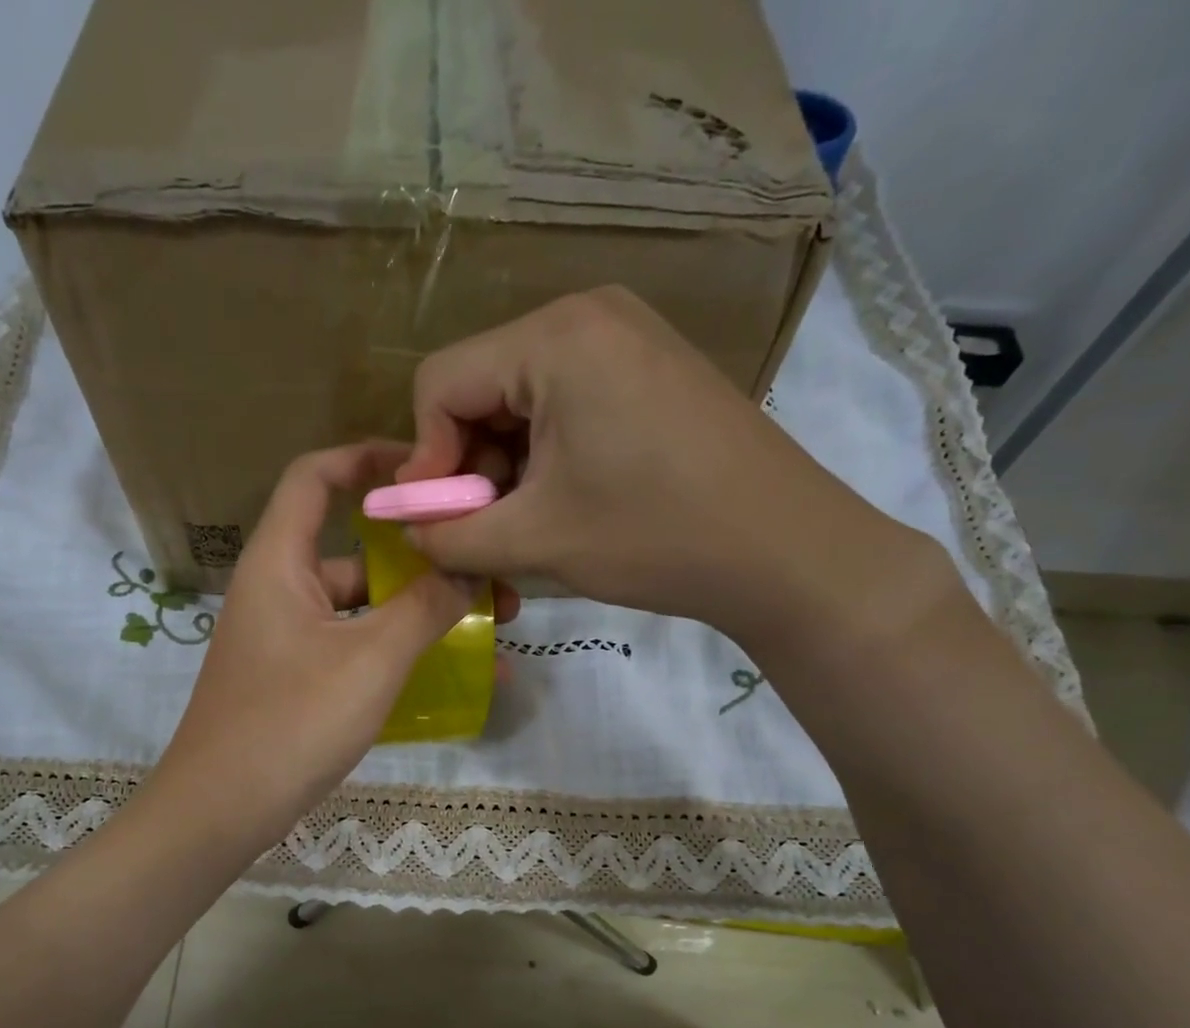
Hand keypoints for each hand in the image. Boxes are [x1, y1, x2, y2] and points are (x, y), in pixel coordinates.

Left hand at [153, 442, 515, 845]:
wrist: (220, 812)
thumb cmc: (290, 722)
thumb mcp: (370, 661)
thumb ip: (425, 607)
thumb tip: (469, 566)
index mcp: (280, 562)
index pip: (316, 476)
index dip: (368, 458)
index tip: (430, 469)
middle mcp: (281, 590)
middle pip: (356, 550)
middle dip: (425, 558)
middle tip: (490, 571)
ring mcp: (290, 639)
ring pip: (365, 607)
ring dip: (424, 612)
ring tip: (495, 625)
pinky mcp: (299, 680)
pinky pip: (359, 649)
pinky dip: (402, 654)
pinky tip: (460, 676)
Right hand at [399, 286, 944, 654]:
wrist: (784, 549)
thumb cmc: (654, 537)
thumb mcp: (534, 540)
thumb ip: (449, 534)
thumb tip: (405, 528)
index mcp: (554, 338)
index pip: (439, 382)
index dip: (425, 459)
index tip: (440, 521)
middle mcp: (587, 315)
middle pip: (480, 387)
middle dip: (468, 466)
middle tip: (483, 532)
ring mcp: (626, 337)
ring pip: (521, 401)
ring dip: (506, 469)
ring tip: (526, 528)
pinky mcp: (649, 369)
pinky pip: (565, 403)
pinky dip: (546, 457)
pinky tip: (564, 504)